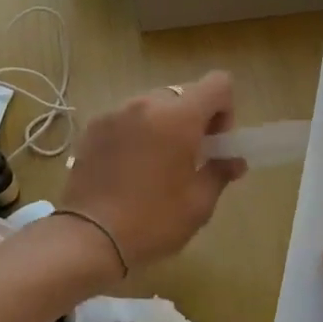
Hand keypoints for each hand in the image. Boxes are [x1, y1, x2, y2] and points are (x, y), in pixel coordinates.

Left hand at [61, 71, 247, 271]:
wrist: (88, 238)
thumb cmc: (153, 221)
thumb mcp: (199, 203)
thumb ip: (220, 172)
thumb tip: (234, 160)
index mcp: (178, 117)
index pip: (218, 83)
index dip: (225, 109)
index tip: (214, 143)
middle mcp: (146, 104)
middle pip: (184, 94)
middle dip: (193, 119)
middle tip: (189, 158)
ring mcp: (115, 113)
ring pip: (153, 105)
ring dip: (163, 125)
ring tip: (155, 164)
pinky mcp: (93, 127)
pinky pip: (126, 118)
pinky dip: (136, 132)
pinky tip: (128, 168)